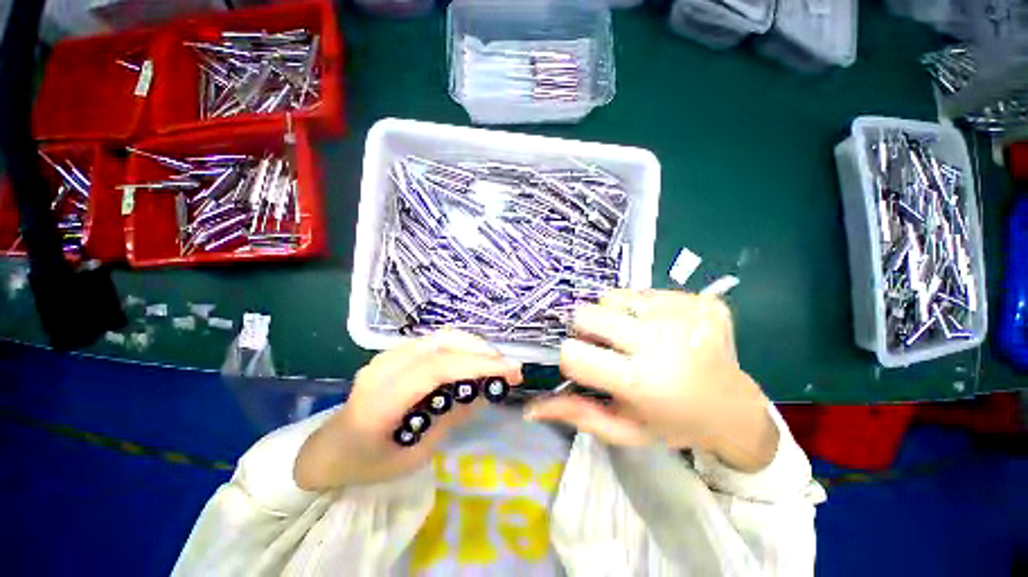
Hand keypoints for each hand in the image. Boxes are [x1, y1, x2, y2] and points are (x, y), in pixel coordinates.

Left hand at [294, 330, 521, 490]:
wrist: (329, 450)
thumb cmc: (369, 464)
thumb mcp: (415, 455)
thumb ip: (451, 419)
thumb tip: (486, 392)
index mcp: (382, 399)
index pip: (437, 369)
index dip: (477, 365)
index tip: (510, 370)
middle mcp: (383, 367)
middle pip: (441, 343)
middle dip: (480, 350)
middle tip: (508, 365)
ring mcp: (387, 355)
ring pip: (440, 337)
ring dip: (472, 345)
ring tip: (494, 362)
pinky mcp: (393, 353)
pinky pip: (433, 342)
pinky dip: (459, 346)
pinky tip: (471, 360)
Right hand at [525, 290, 777, 471]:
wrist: (734, 409)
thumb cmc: (672, 423)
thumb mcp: (623, 429)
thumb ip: (576, 414)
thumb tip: (530, 408)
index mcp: (642, 381)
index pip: (573, 353)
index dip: (572, 359)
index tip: (587, 366)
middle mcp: (662, 341)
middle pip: (587, 313)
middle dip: (588, 331)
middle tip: (609, 348)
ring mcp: (684, 314)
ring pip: (612, 295)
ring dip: (614, 316)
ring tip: (634, 336)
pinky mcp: (700, 300)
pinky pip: (645, 291)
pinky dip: (643, 309)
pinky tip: (661, 329)